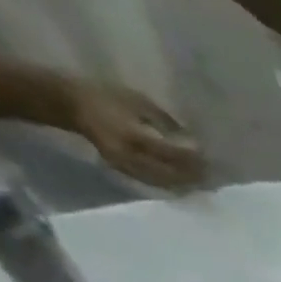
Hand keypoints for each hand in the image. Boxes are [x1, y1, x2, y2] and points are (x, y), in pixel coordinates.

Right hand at [65, 81, 203, 187]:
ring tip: (203, 182)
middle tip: (211, 175)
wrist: (69, 104)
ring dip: (185, 184)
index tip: (208, 159)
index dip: (192, 159)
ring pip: (164, 182)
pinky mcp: (125, 172)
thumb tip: (193, 140)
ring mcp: (127, 166)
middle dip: (193, 176)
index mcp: (134, 135)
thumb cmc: (105, 96)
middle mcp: (131, 156)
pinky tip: (185, 183)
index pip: (172, 154)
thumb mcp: (137, 101)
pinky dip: (171, 184)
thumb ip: (166, 122)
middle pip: (171, 173)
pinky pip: (154, 183)